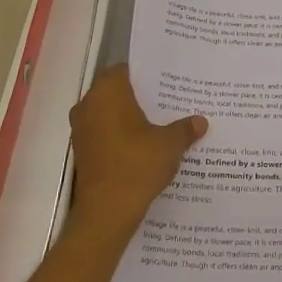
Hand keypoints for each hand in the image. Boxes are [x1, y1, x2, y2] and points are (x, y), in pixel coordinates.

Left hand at [68, 66, 206, 234]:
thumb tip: (200, 121)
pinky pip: (105, 134)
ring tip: (162, 124)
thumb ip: (184, 128)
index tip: (168, 82)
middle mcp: (88, 105)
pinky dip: (122, 136)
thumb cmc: (137, 165)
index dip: (147, 75)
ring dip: (130, 118)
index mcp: (108, 92)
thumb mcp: (170, 144)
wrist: (106, 212)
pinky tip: (145, 147)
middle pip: (117, 91)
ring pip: (109, 114)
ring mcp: (81, 130)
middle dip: (141, 97)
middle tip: (170, 102)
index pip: (126, 70)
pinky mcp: (82, 151)